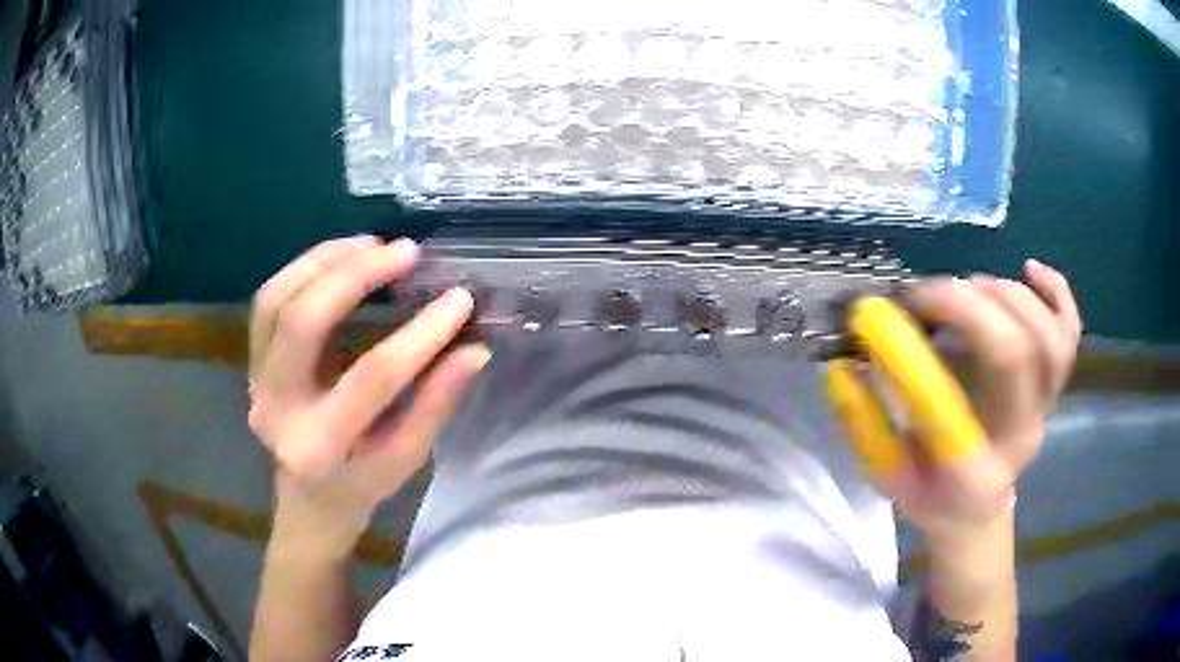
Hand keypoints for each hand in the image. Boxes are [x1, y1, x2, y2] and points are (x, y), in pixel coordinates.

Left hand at [248, 236, 489, 557]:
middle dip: (356, 275)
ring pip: (276, 298)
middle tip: (406, 252)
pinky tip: (341, 256)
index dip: (419, 334)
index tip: (459, 299)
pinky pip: (269, 301)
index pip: (372, 377)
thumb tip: (473, 348)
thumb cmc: (362, 483)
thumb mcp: (405, 457)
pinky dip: (304, 268)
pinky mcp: (252, 361)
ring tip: (371, 244)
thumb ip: (436, 402)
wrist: (307, 496)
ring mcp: (255, 380)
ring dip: (325, 260)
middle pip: (303, 321)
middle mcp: (276, 408)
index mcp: (320, 445)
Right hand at [874, 260, 1080, 540]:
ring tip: (971, 288)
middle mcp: (1024, 429)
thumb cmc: (930, 495)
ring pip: (1052, 336)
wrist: (972, 510)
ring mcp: (1045, 406)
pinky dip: (1057, 293)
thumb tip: (846, 362)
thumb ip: (865, 423)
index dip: (958, 318)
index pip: (990, 379)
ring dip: (1009, 295)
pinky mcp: (1052, 387)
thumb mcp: (888, 474)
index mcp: (985, 459)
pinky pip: (1070, 333)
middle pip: (1026, 347)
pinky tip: (1029, 269)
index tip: (911, 303)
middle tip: (935, 292)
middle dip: (977, 301)